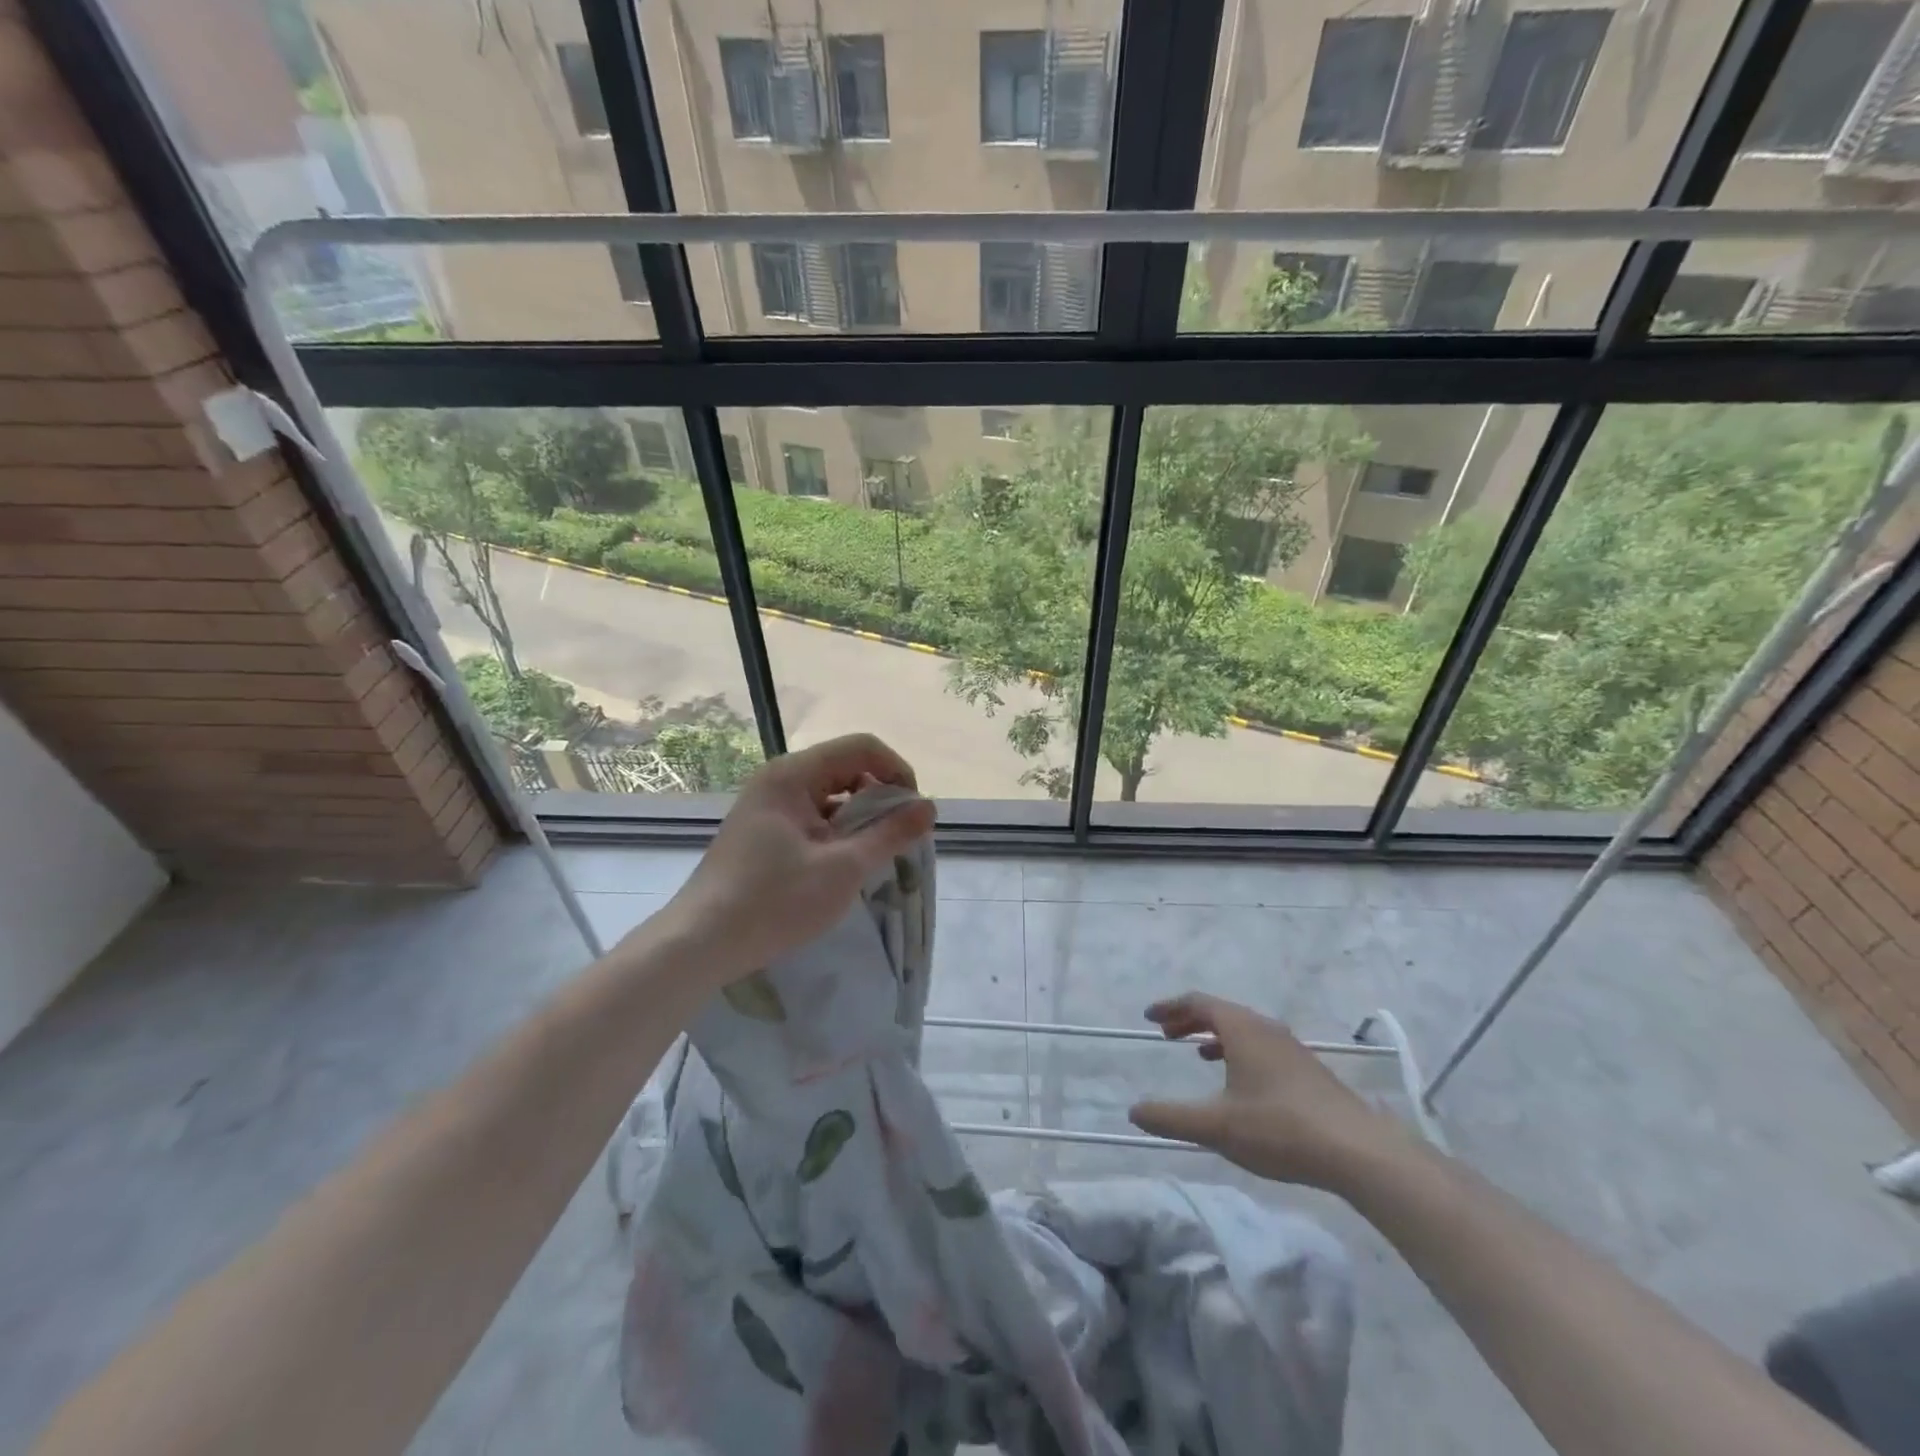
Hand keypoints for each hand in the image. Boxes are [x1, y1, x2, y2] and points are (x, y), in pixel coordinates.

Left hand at [650, 734, 934, 985]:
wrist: (700, 943)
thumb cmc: (774, 902)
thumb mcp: (843, 869)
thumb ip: (890, 834)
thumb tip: (929, 808)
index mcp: (793, 774)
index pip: (862, 747)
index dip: (897, 772)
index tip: (914, 813)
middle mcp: (779, 779)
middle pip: (846, 767)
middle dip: (881, 797)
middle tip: (899, 838)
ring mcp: (768, 804)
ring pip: (831, 794)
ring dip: (860, 817)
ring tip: (875, 855)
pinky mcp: (763, 830)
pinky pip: (813, 815)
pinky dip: (837, 832)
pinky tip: (844, 864)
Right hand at [1128, 993, 1406, 1190]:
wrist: (1359, 1152)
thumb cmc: (1280, 1129)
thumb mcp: (1216, 1127)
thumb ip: (1171, 1118)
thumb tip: (1134, 1111)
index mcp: (1242, 1029)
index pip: (1198, 1002)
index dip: (1170, 1007)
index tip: (1149, 1017)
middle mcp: (1266, 1029)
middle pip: (1221, 1012)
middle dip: (1190, 1019)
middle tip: (1166, 1033)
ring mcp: (1291, 1048)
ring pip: (1244, 1029)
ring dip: (1215, 1035)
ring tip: (1198, 1052)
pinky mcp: (1308, 1071)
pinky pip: (1261, 1045)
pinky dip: (1238, 1050)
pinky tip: (1240, 1082)